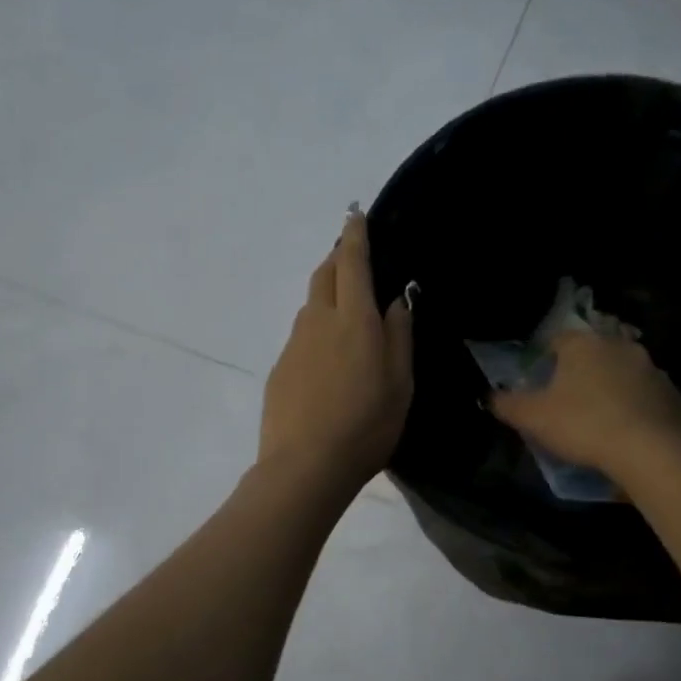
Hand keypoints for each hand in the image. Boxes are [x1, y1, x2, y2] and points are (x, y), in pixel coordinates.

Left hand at [258, 207, 413, 492]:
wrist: (304, 466)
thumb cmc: (366, 426)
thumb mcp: (400, 384)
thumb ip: (399, 338)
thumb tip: (395, 302)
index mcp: (354, 319)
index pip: (352, 262)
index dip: (354, 235)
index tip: (355, 214)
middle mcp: (319, 320)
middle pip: (324, 274)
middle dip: (337, 257)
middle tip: (351, 255)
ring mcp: (294, 343)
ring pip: (311, 304)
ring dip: (326, 292)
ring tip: (344, 307)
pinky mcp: (280, 367)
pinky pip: (302, 334)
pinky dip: (316, 328)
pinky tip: (327, 357)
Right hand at [491, 329, 680, 478]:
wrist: (652, 450)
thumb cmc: (584, 424)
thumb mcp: (533, 417)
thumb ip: (507, 404)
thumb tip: (489, 396)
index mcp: (583, 344)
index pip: (557, 340)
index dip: (545, 359)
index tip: (539, 382)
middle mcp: (619, 346)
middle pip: (593, 354)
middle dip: (581, 373)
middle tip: (568, 401)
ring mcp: (652, 369)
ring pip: (623, 373)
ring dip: (611, 389)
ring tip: (599, 419)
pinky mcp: (674, 395)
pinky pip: (647, 397)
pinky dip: (636, 408)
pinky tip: (628, 432)